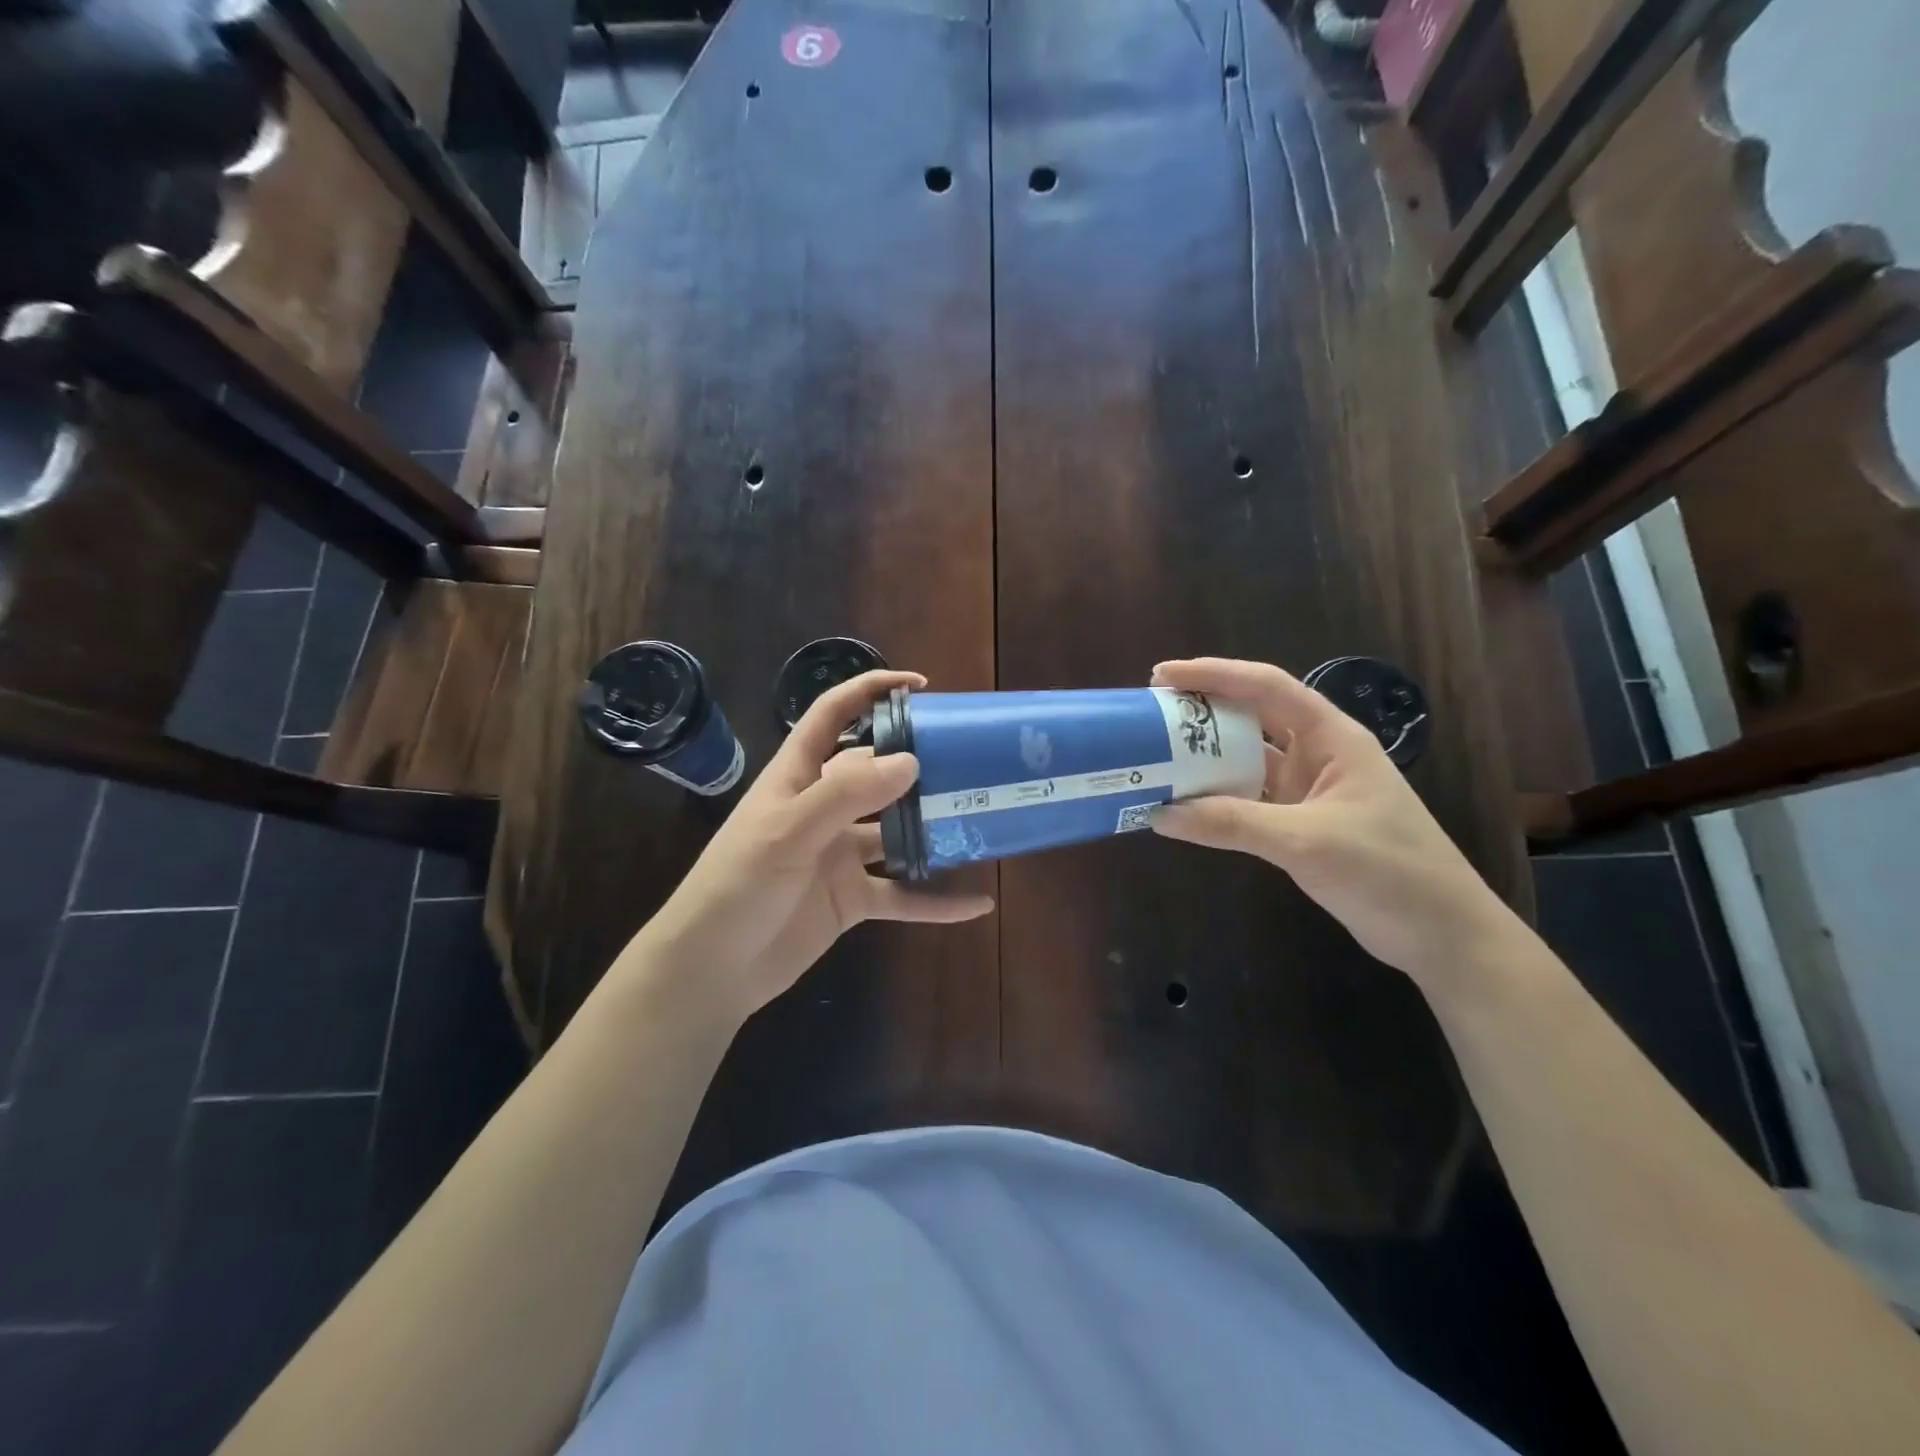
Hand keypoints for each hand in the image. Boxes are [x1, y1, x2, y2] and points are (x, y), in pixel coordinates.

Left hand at [633, 670, 994, 1019]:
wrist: (712, 968)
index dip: (870, 692)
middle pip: (876, 774)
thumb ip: (847, 795)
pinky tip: (977, 902)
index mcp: (798, 777)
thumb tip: (911, 761)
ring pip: (897, 834)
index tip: (919, 686)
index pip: (833, 717)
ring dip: (934, 830)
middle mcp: (823, 809)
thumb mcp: (788, 831)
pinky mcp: (852, 900)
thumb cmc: (738, 885)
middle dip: (918, 764)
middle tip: (971, 760)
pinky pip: (904, 896)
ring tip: (984, 819)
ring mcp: (840, 856)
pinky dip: (937, 902)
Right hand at [1150, 658, 1522, 988]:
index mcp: (1332, 738)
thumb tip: (1159, 814)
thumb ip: (1231, 823)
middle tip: (1150, 715)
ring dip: (1205, 758)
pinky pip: (1247, 799)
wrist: (1442, 935)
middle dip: (1202, 712)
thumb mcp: (1306, 842)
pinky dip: (1216, 800)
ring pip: (1247, 760)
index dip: (1214, 674)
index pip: (1267, 687)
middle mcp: (1318, 755)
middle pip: (1252, 717)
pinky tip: (1184, 804)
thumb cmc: (1388, 872)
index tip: (1163, 676)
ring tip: (1156, 755)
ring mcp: (1309, 791)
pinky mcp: (1300, 824)